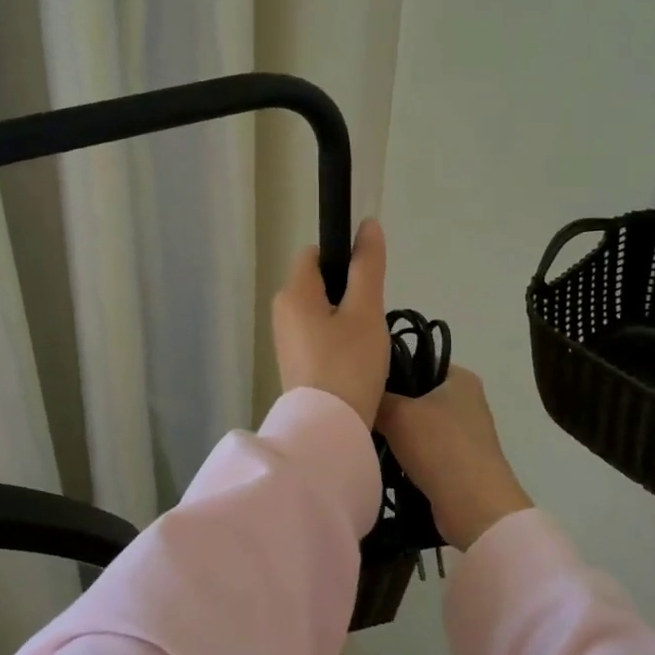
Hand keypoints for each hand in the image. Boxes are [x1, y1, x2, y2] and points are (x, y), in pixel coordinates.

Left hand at [272, 219, 390, 430]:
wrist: (328, 430)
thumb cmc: (348, 364)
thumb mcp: (366, 311)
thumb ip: (367, 266)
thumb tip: (368, 224)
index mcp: (294, 292)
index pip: (314, 253)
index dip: (342, 258)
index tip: (368, 281)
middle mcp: (282, 311)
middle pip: (318, 283)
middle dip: (348, 293)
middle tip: (372, 317)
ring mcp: (285, 340)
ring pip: (321, 312)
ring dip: (345, 319)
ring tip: (367, 343)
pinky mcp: (294, 363)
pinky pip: (318, 336)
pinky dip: (337, 341)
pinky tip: (355, 361)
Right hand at [376, 367, 532, 551]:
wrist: (475, 508)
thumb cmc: (440, 447)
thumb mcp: (398, 413)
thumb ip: (377, 397)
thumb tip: (360, 392)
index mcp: (460, 378)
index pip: (417, 362)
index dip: (389, 370)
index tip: (362, 382)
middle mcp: (466, 401)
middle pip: (416, 395)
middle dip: (389, 404)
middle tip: (359, 410)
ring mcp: (464, 434)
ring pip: (417, 425)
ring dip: (395, 433)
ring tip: (365, 436)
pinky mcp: (458, 462)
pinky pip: (424, 450)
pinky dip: (405, 455)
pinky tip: (382, 460)